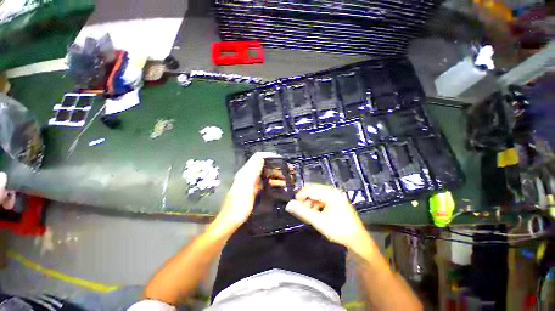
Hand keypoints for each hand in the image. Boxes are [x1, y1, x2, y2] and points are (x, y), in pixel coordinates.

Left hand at [210, 152, 279, 235]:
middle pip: (264, 165)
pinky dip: (273, 182)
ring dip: (276, 174)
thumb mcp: (246, 187)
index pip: (258, 157)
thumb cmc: (239, 205)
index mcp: (246, 172)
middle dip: (275, 166)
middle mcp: (249, 174)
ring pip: (266, 174)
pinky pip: (265, 182)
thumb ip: (253, 172)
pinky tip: (281, 185)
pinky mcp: (254, 189)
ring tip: (286, 179)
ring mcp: (252, 182)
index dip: (269, 156)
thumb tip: (261, 158)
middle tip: (287, 170)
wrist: (231, 220)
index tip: (281, 159)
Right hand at [285, 184, 369, 248]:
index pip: (310, 189)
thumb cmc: (338, 230)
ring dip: (310, 200)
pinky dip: (316, 203)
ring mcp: (336, 194)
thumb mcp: (318, 221)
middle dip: (305, 198)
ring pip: (317, 193)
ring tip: (308, 212)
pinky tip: (315, 211)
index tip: (294, 204)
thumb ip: (302, 212)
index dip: (300, 195)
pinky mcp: (337, 199)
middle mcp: (333, 190)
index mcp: (330, 193)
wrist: (357, 240)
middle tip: (300, 208)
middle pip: (313, 189)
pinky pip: (322, 197)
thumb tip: (288, 204)